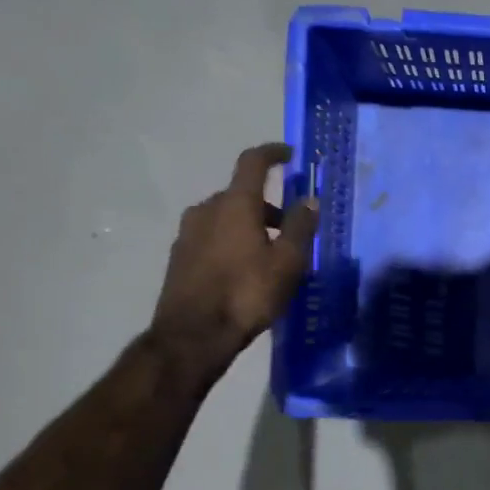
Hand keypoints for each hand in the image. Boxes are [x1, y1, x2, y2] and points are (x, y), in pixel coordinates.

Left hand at [151, 143, 318, 363]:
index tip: (289, 155)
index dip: (272, 153)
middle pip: (241, 195)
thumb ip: (300, 227)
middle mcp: (207, 210)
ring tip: (271, 256)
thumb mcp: (287, 263)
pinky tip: (245, 272)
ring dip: (250, 226)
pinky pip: (213, 237)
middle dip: (268, 206)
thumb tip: (309, 199)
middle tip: (292, 229)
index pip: (253, 162)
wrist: (193, 336)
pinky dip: (232, 242)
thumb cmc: (247, 294)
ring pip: (226, 218)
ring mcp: (188, 233)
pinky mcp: (179, 257)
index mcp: (235, 204)